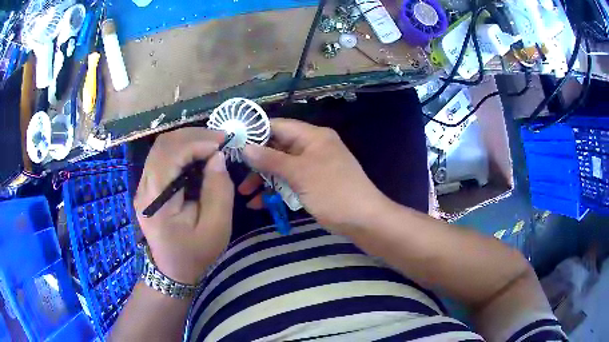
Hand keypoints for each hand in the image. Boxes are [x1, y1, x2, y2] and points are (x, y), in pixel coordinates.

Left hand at [134, 128, 233, 284]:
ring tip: (211, 144)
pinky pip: (162, 157)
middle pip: (163, 145)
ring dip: (187, 139)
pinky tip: (198, 154)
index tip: (222, 144)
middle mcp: (144, 188)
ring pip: (161, 147)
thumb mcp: (216, 228)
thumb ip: (218, 191)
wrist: (172, 270)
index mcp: (156, 201)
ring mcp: (143, 186)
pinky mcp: (147, 186)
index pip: (169, 155)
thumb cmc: (195, 254)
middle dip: (193, 135)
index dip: (196, 142)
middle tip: (219, 139)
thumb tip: (218, 157)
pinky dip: (182, 149)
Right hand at [239, 119, 389, 230]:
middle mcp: (313, 147)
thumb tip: (245, 147)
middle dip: (257, 160)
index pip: (278, 126)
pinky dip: (276, 189)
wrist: (364, 221)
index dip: (255, 132)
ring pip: (282, 166)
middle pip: (278, 147)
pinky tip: (259, 203)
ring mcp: (314, 166)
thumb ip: (271, 159)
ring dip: (264, 178)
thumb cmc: (333, 192)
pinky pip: (290, 181)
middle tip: (236, 172)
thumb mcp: (300, 174)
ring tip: (245, 193)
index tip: (233, 142)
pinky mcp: (314, 183)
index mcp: (313, 136)